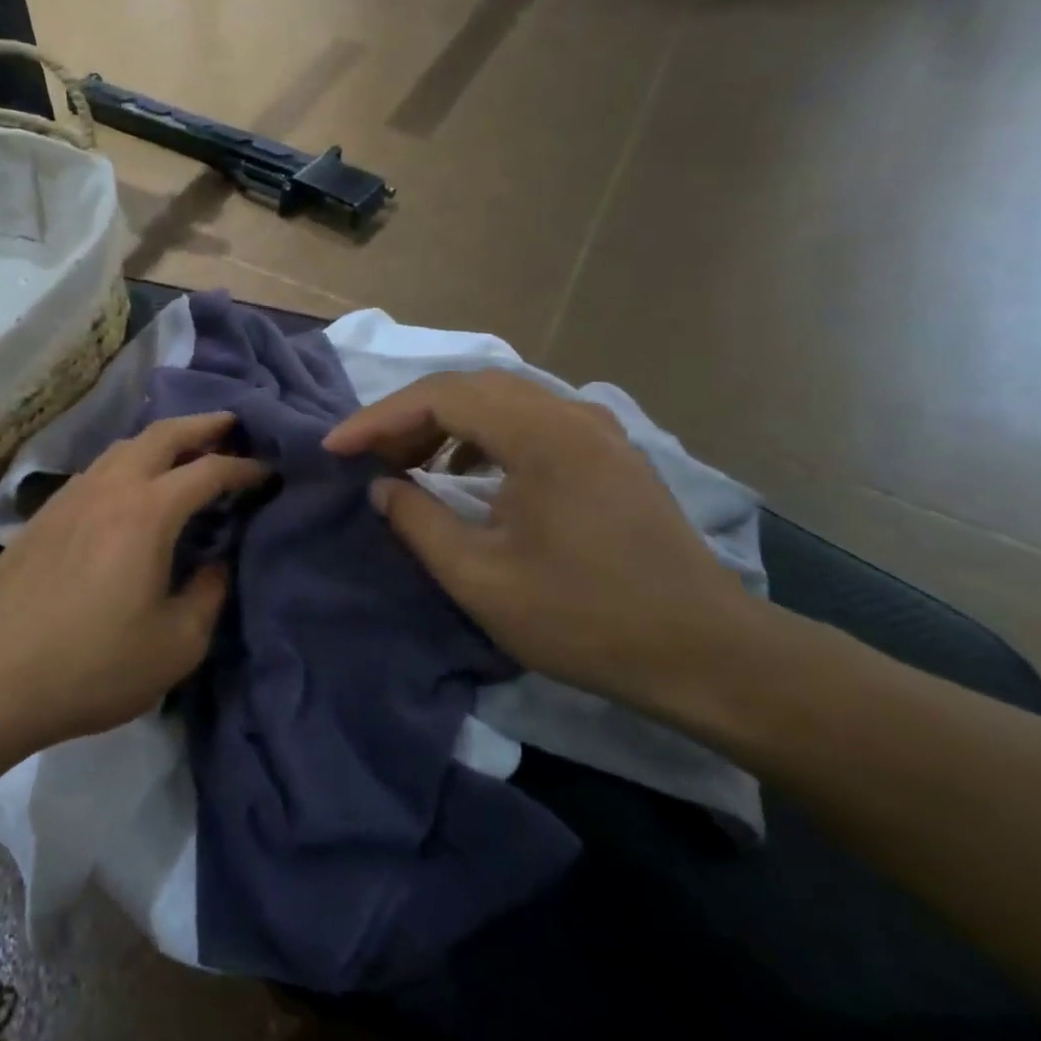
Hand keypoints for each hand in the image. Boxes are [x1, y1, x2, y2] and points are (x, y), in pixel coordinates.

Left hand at [0, 412, 268, 748]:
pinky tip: (128, 490)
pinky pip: (96, 471)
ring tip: (183, 453)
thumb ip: (208, 596)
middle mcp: (109, 488)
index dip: (245, 468)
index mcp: (147, 512)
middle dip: (202, 425)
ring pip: (122, 447)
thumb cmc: (93, 666)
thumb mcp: (175, 645)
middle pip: (161, 435)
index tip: (269, 472)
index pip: (209, 470)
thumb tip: (216, 564)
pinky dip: (126, 464)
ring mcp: (69, 497)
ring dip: (160, 441)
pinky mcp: (43, 516)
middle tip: (231, 425)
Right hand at [323, 371, 762, 718]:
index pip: (441, 397)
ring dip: (445, 424)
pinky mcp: (609, 453)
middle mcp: (571, 414)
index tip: (335, 448)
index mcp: (541, 436)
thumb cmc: (585, 619)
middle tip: (366, 455)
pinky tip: (466, 475)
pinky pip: (530, 421)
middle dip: (407, 417)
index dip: (378, 418)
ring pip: (501, 400)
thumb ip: (419, 524)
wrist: (706, 653)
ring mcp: (596, 430)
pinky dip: (483, 436)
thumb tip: (381, 489)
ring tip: (407, 464)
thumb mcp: (481, 579)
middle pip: (471, 387)